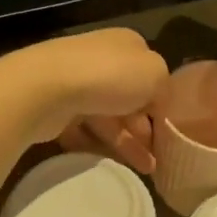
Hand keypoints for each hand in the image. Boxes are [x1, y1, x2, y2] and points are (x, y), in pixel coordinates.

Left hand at [0, 29, 168, 163]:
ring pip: (107, 117)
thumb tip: (158, 105)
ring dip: (127, 143)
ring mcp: (76, 83)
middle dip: (145, 128)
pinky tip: (110, 165)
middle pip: (129, 98)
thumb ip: (164, 89)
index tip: (170, 130)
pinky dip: (96, 146)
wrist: (46, 87)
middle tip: (159, 157)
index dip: (161, 102)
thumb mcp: (156, 74)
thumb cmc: (109, 75)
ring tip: (146, 171)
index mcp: (126, 45)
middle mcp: (101, 59)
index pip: (149, 74)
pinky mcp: (56, 107)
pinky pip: (82, 130)